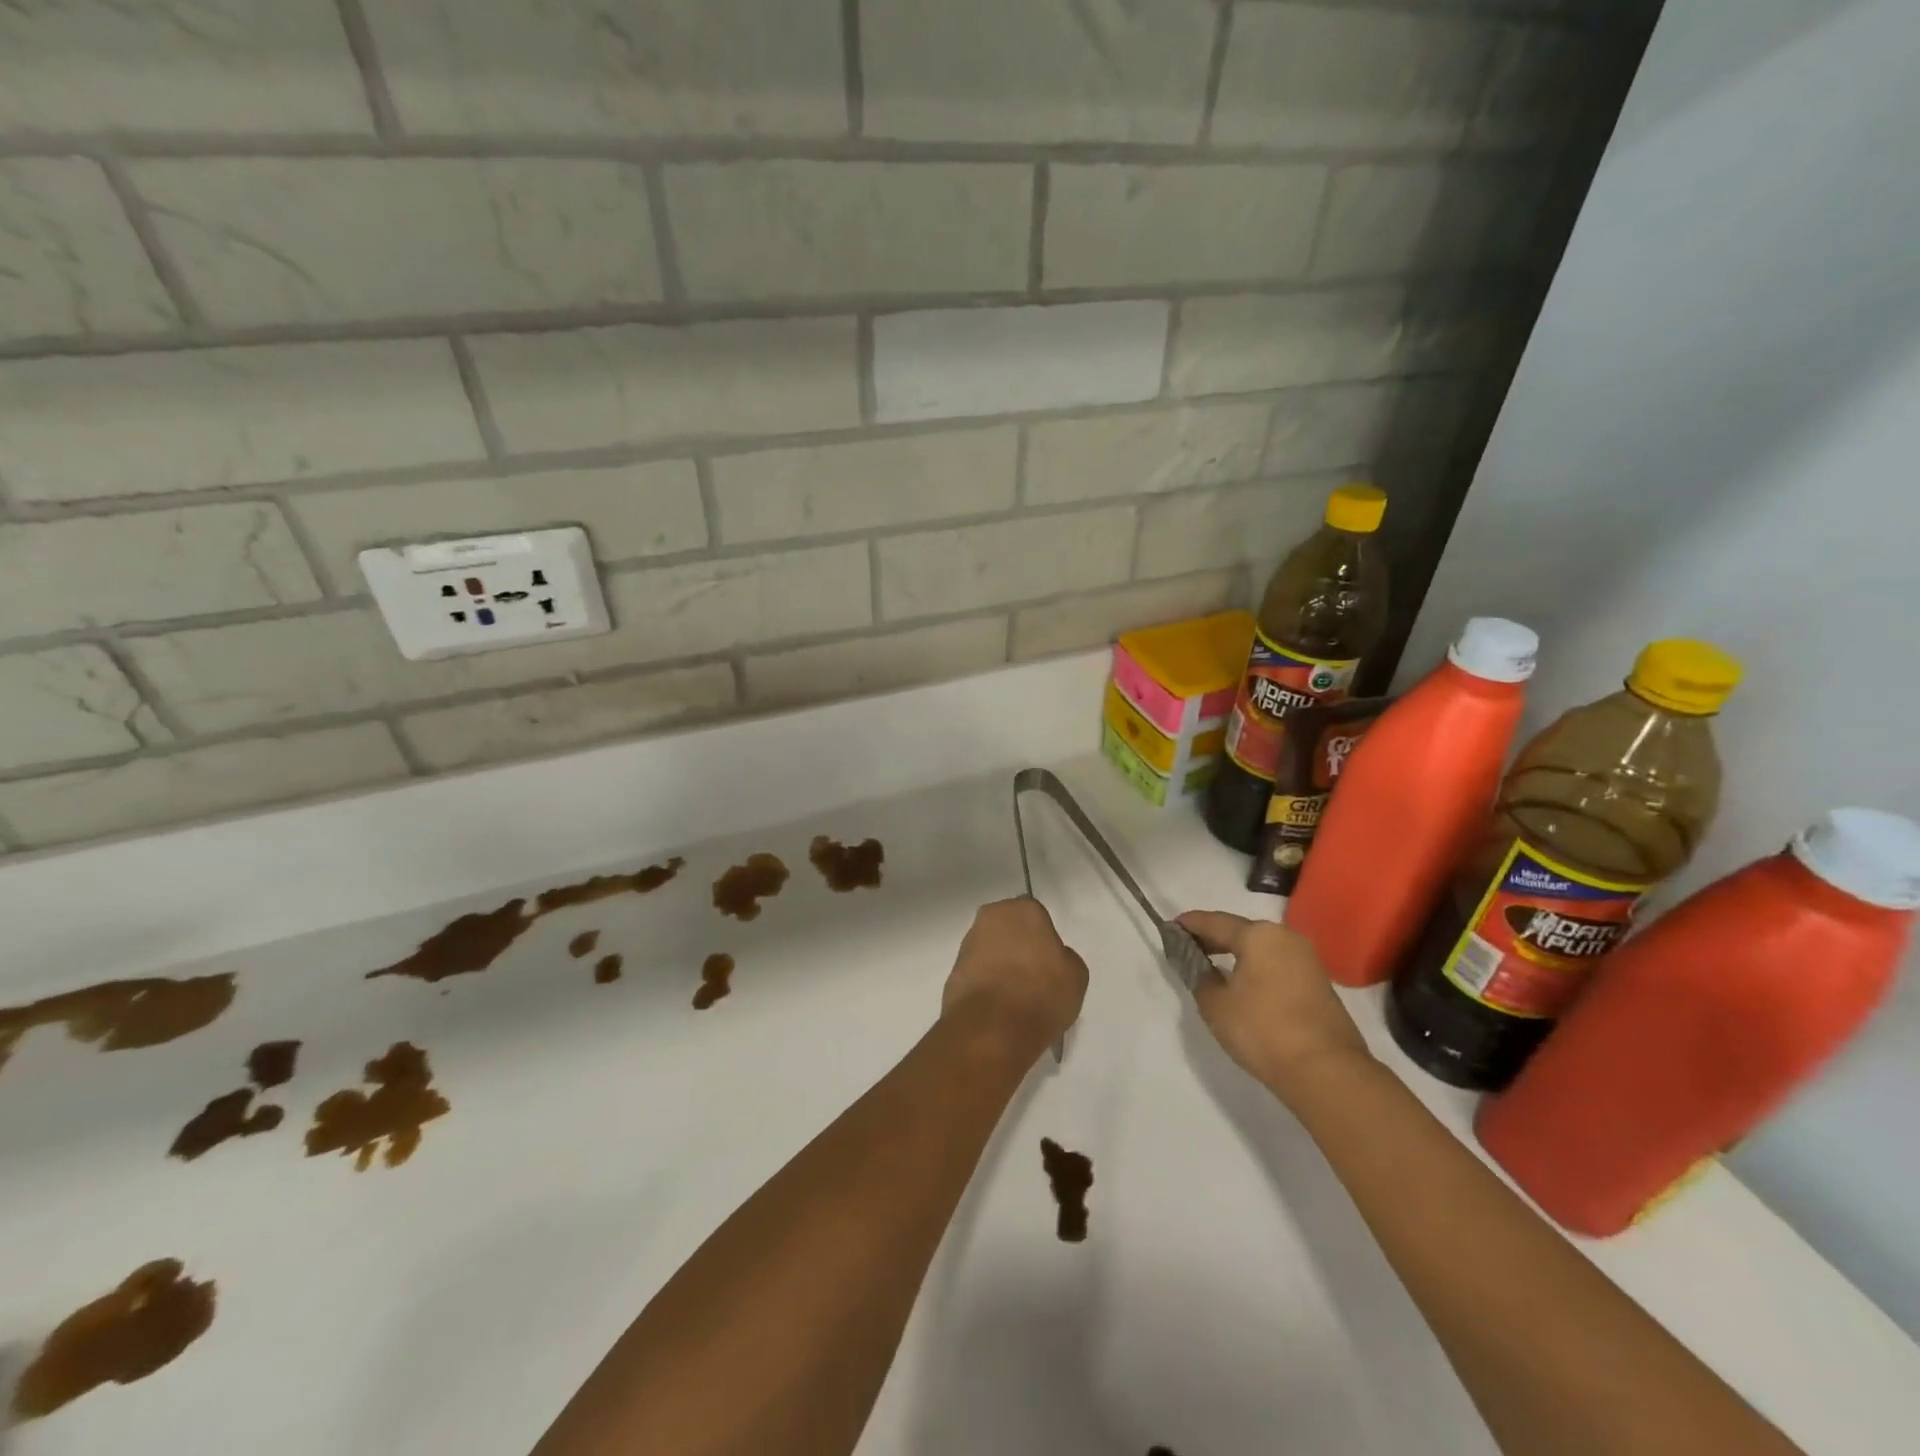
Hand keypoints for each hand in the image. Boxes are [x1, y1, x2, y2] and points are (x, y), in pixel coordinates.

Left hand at [942, 898, 1088, 1059]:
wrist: (992, 1028)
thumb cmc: (1040, 993)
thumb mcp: (1075, 976)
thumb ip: (1064, 958)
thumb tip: (1051, 960)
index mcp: (1023, 909)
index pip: (1037, 917)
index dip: (1045, 941)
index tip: (1050, 964)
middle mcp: (991, 917)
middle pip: (1010, 930)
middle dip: (1019, 948)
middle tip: (1033, 978)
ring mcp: (968, 944)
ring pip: (991, 950)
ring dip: (1000, 966)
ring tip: (1016, 998)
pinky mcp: (953, 971)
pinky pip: (977, 973)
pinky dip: (986, 985)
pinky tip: (999, 1008)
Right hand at [1179, 910, 1372, 1103]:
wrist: (1325, 1071)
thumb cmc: (1263, 1030)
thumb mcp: (1215, 1005)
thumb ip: (1200, 978)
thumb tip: (1203, 968)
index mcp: (1258, 935)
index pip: (1215, 922)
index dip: (1191, 924)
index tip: (1171, 927)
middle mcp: (1285, 938)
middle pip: (1241, 931)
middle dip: (1214, 938)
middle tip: (1189, 948)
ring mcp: (1307, 960)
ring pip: (1262, 949)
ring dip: (1237, 954)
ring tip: (1214, 966)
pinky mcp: (1318, 984)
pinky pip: (1277, 965)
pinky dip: (1256, 968)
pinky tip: (1244, 984)